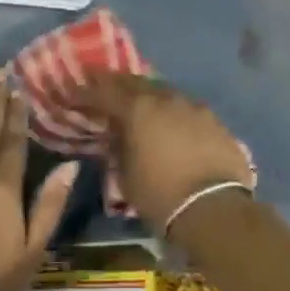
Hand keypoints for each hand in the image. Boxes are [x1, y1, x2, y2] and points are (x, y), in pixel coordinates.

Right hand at [67, 74, 253, 233]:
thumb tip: (116, 135)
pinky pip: (185, 107)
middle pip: (135, 82)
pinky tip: (169, 121)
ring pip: (163, 91)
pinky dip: (171, 110)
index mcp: (138, 109)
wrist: (216, 208)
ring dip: (146, 94)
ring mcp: (193, 106)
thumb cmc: (161, 195)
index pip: (104, 91)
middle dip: (115, 83)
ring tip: (136, 103)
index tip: (73, 93)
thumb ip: (117, 149)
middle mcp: (165, 98)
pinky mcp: (214, 120)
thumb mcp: (125, 176)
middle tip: (101, 85)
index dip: (86, 92)